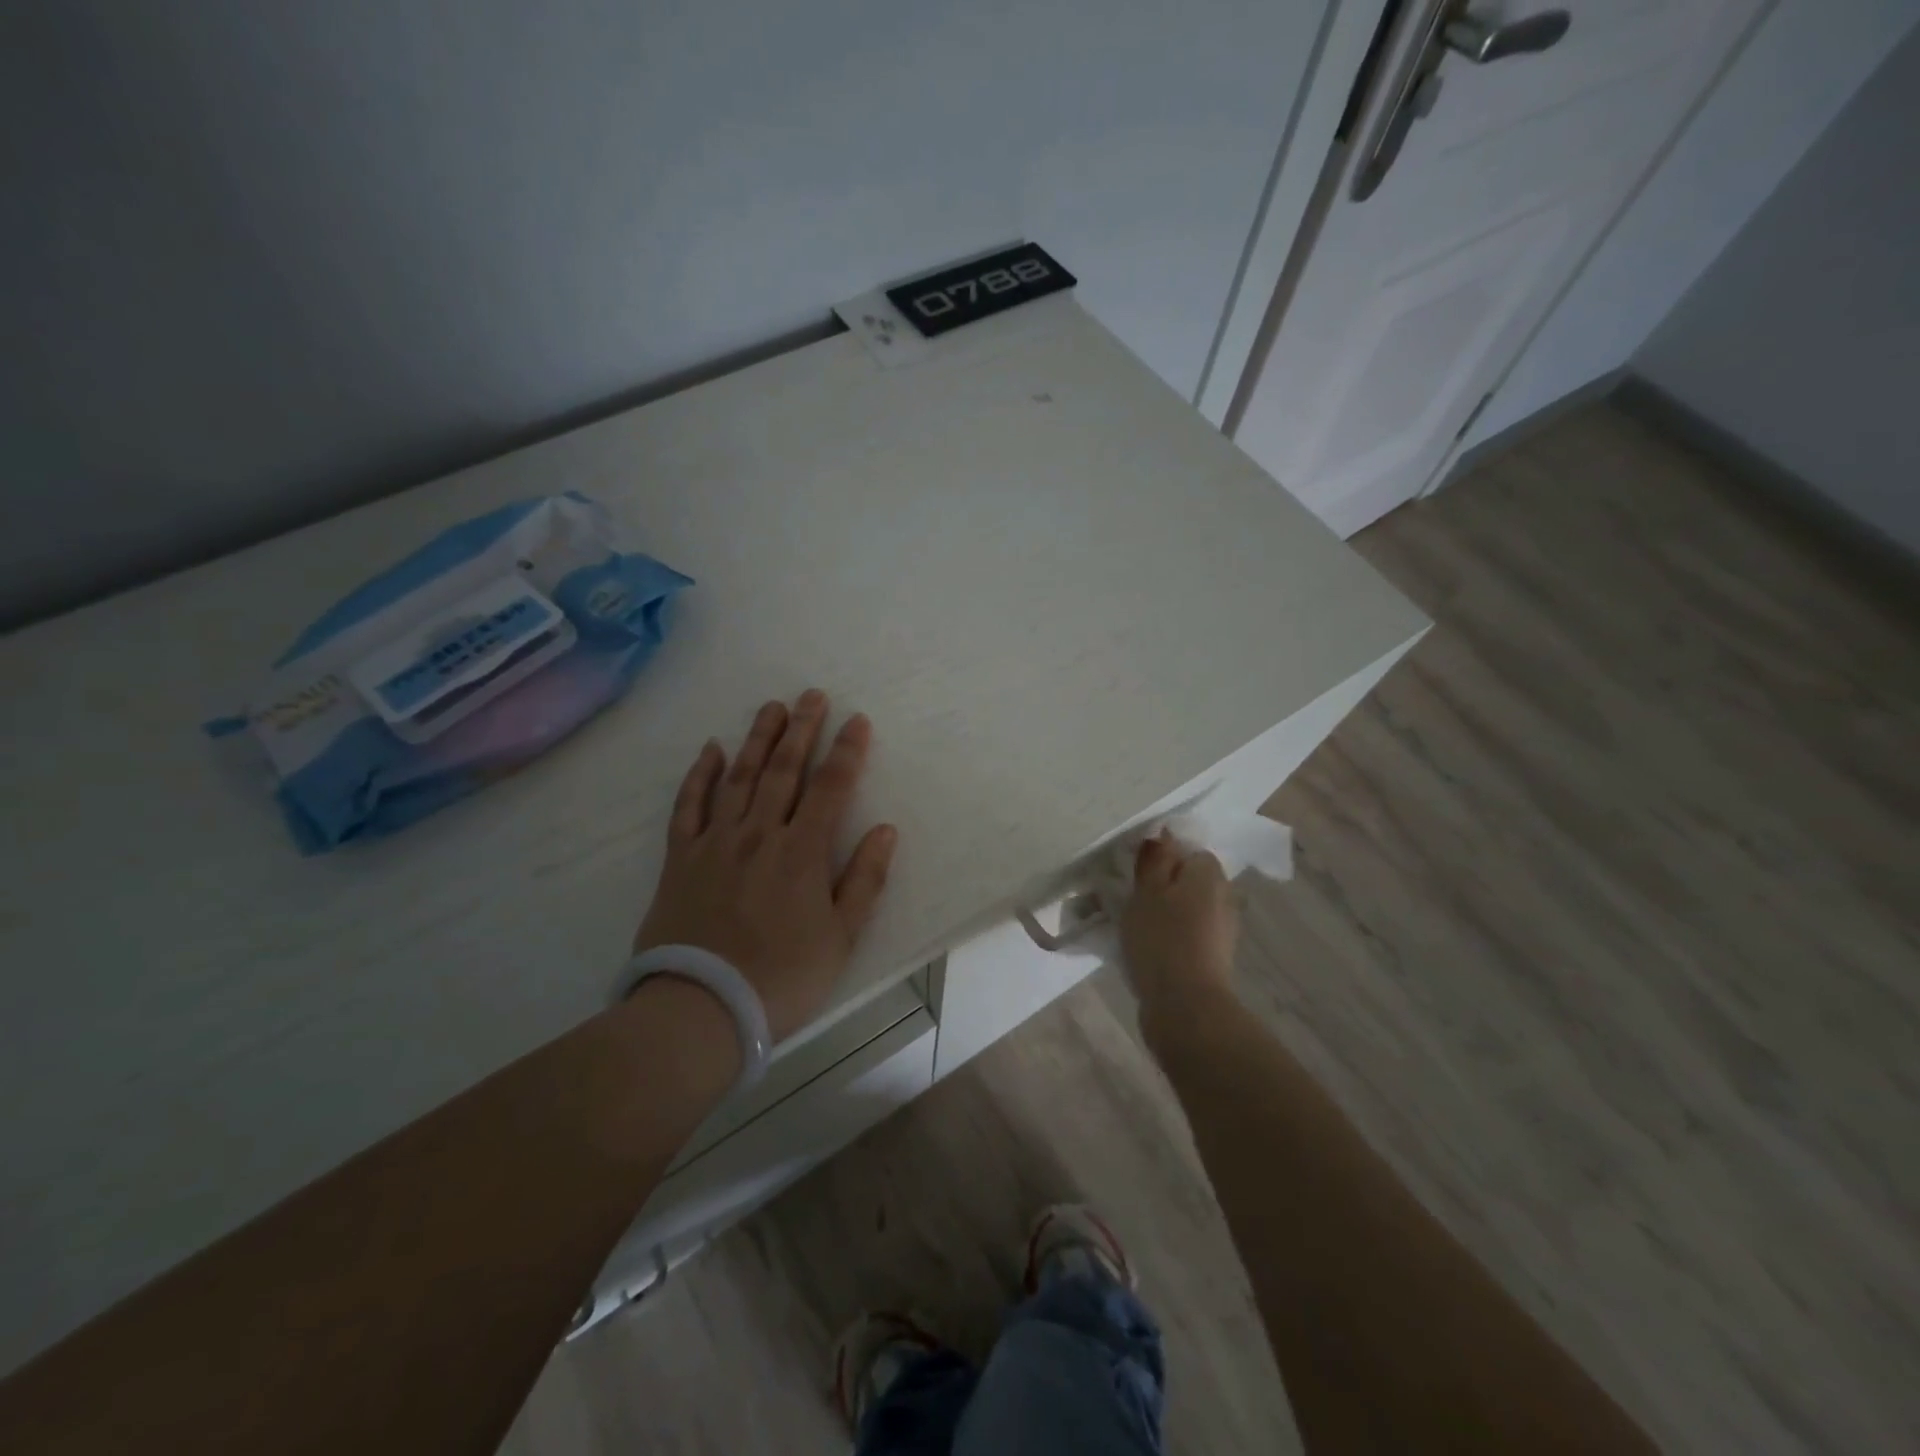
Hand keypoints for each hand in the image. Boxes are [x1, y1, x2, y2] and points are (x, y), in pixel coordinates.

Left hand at [633, 690, 897, 1041]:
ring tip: (772, 707)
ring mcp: (715, 842)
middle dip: (801, 729)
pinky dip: (699, 775)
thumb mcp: (841, 937)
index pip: (830, 787)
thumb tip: (886, 829)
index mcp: (801, 852)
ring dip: (756, 738)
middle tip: (812, 695)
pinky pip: (689, 806)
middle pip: (782, 770)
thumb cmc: (782, 977)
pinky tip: (710, 749)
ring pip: (738, 777)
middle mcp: (759, 834)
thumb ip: (864, 879)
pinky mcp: (681, 858)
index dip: (846, 751)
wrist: (701, 1008)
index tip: (857, 720)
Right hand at [1120, 831, 1238, 1021]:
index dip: (1163, 859)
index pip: (1190, 851)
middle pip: (1190, 880)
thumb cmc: (1162, 939)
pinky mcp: (1215, 958)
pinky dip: (1171, 937)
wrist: (1186, 1006)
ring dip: (1167, 913)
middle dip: (1164, 886)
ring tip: (1134, 926)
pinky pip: (1189, 934)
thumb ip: (1154, 860)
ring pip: (1189, 908)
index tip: (1137, 873)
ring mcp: (1223, 930)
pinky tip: (1148, 949)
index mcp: (1210, 874)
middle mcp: (1224, 897)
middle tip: (1131, 899)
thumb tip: (1163, 835)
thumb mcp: (1146, 891)